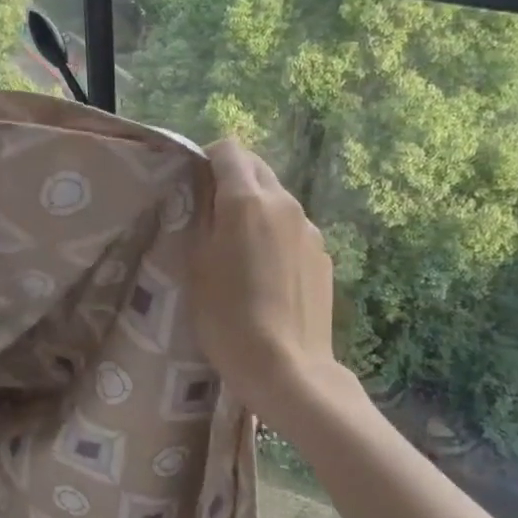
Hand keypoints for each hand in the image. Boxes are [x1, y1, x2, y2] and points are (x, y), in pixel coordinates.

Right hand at [189, 138, 339, 424]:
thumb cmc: (227, 316)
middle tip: (211, 214)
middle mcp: (285, 204)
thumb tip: (203, 192)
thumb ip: (199, 217)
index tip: (193, 183)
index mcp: (248, 200)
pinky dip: (276, 237)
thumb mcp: (195, 264)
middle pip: (257, 169)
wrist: (287, 368)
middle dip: (233, 180)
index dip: (208, 158)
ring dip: (256, 209)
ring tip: (239, 250)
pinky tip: (266, 276)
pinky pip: (293, 231)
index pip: (230, 149)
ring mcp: (310, 230)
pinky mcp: (324, 257)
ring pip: (277, 201)